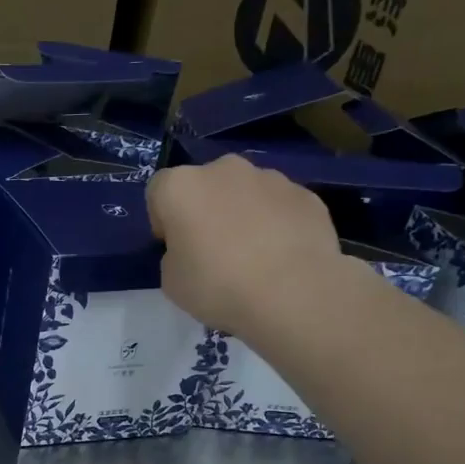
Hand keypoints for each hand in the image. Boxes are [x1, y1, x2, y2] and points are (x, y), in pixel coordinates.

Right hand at [147, 154, 344, 337]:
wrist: (293, 294)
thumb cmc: (218, 287)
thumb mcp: (171, 281)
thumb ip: (175, 253)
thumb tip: (194, 247)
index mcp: (182, 186)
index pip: (158, 190)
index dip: (162, 219)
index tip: (173, 246)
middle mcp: (224, 169)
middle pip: (205, 184)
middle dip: (205, 209)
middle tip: (212, 249)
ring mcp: (271, 178)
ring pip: (245, 191)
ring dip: (242, 213)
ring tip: (253, 255)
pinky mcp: (306, 194)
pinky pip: (279, 206)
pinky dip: (276, 223)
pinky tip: (282, 256)